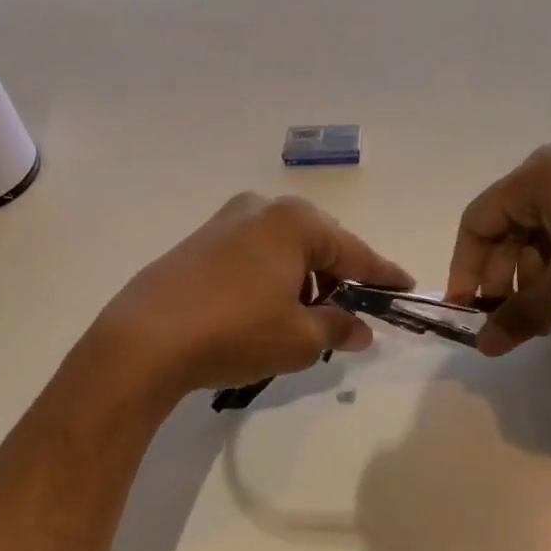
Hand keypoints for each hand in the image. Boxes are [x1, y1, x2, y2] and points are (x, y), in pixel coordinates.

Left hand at [100, 194, 413, 394]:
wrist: (144, 341)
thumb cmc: (235, 333)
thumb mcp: (300, 339)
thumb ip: (339, 328)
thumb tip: (361, 329)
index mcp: (294, 222)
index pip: (356, 252)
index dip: (384, 276)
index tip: (406, 288)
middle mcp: (260, 210)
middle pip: (318, 244)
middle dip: (338, 279)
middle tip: (351, 314)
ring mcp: (223, 224)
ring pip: (283, 251)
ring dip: (302, 282)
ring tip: (304, 322)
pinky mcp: (197, 245)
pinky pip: (252, 258)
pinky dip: (270, 281)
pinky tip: (265, 313)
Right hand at [446, 145, 550, 355]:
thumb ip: (520, 316)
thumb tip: (483, 348)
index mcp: (534, 179)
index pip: (476, 224)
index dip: (464, 270)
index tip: (467, 311)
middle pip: (508, 230)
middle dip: (505, 280)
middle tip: (513, 322)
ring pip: (542, 234)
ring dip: (536, 278)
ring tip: (550, 318)